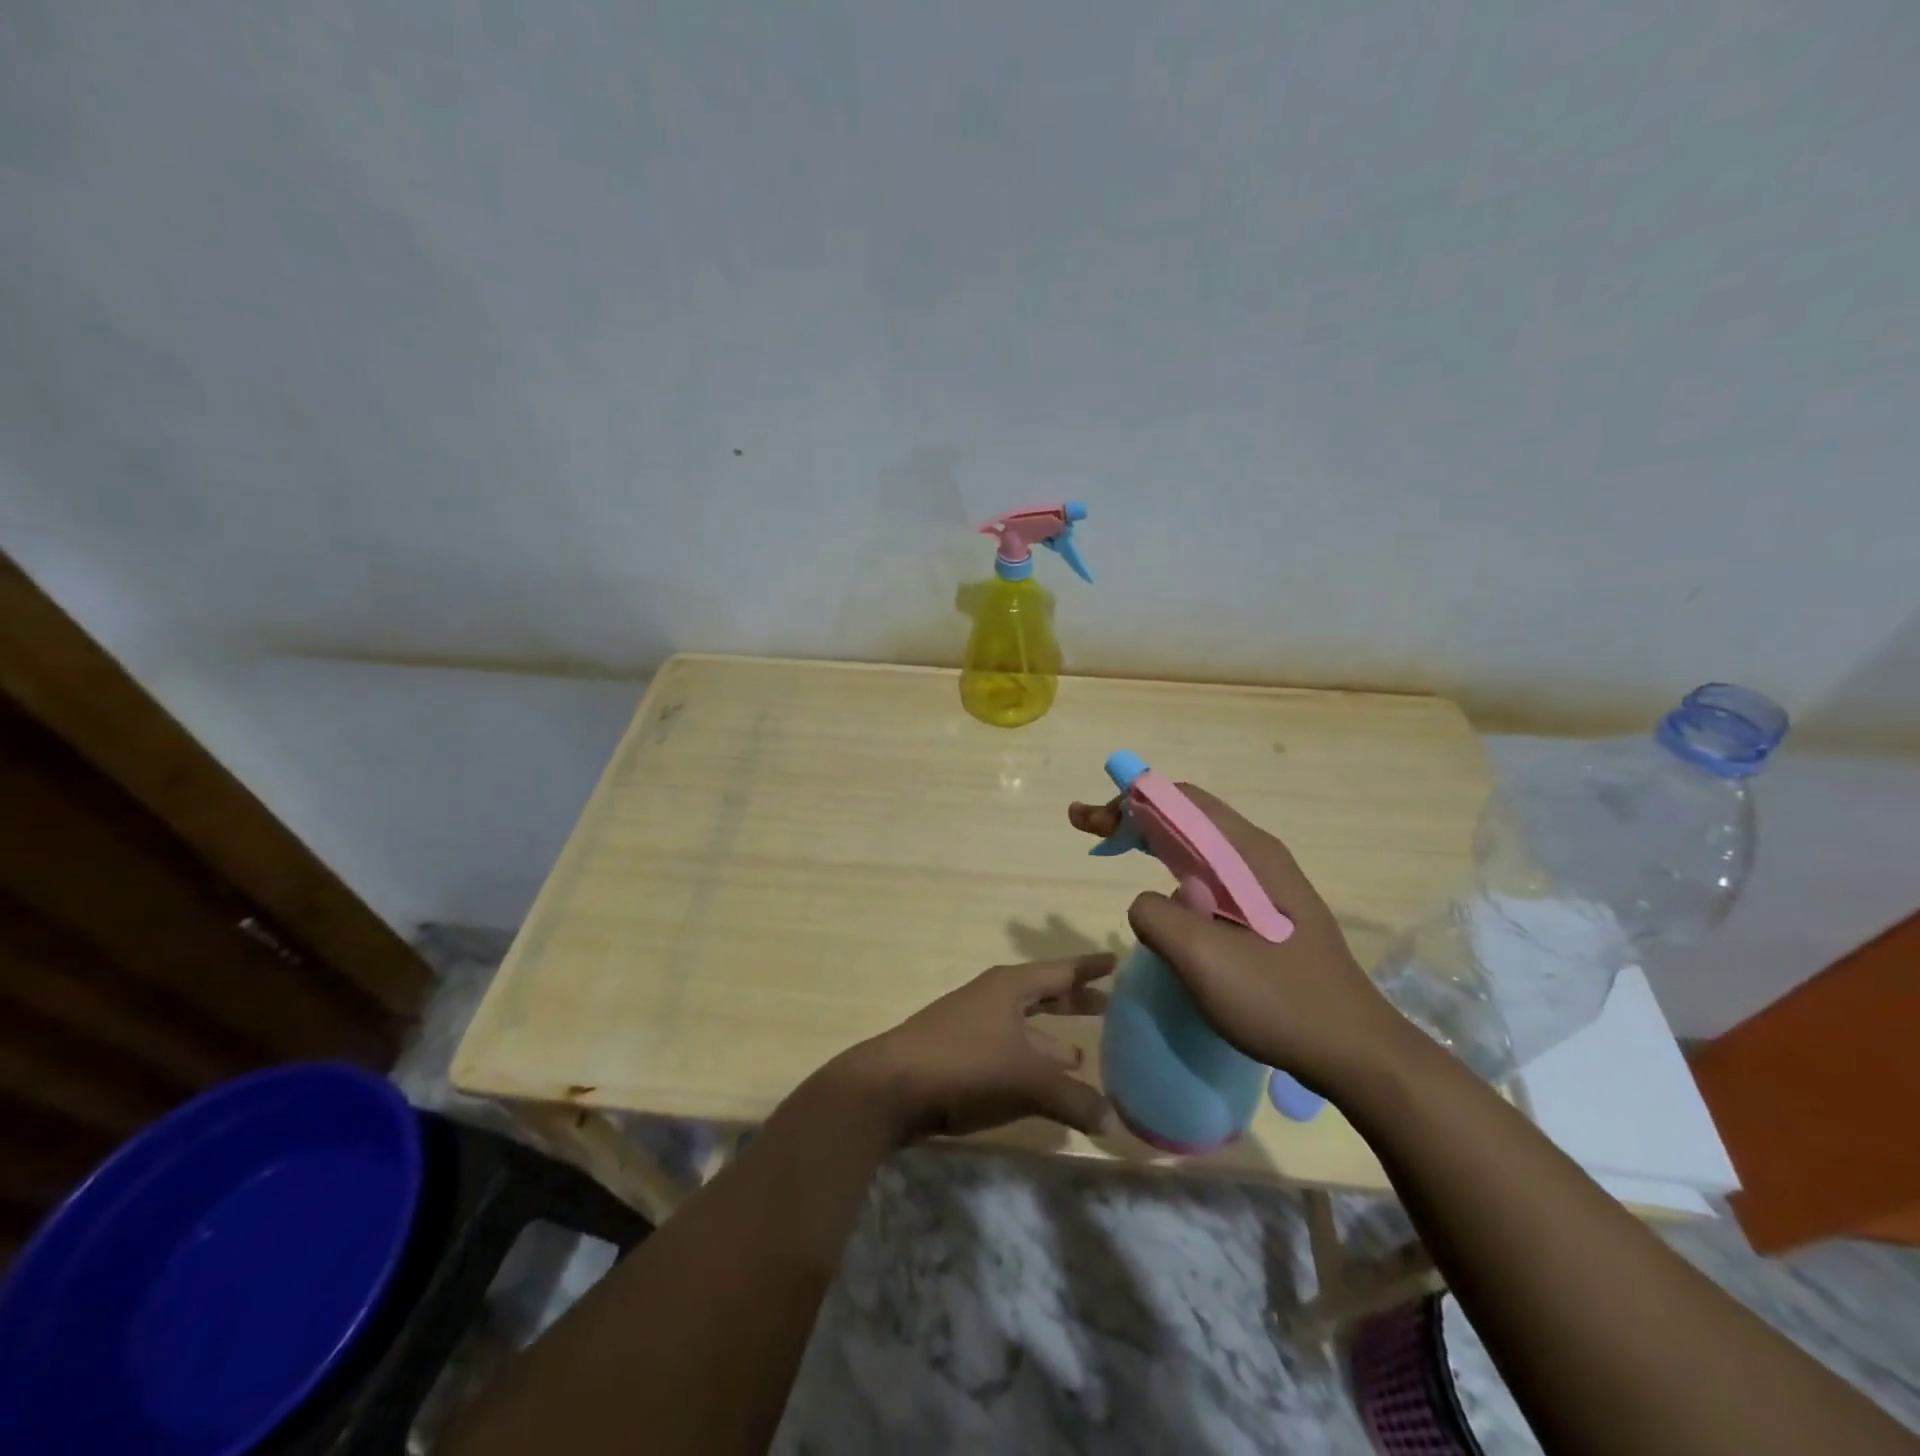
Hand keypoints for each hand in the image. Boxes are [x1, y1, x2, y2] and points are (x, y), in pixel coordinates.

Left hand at [838, 955, 1115, 1142]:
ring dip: (1051, 1038)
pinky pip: (1008, 1049)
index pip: (1061, 970)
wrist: (890, 1087)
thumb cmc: (965, 1066)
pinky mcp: (959, 1052)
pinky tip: (1041, 1086)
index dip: (1090, 967)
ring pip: (1024, 1026)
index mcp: (1011, 987)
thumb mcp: (1027, 1080)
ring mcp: (972, 1023)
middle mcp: (993, 997)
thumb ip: (1073, 1099)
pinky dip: (1030, 1061)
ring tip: (1081, 1056)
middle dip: (1074, 1001)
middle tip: (1110, 1006)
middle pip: (1043, 993)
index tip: (1117, 960)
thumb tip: (1111, 1119)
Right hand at [1069, 786, 1405, 1095]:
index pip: (1180, 801)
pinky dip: (1171, 871)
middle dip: (1133, 816)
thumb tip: (1145, 903)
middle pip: (1186, 817)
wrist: (1355, 1053)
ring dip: (1150, 841)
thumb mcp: (1204, 959)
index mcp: (1247, 854)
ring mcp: (1264, 885)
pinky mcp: (1264, 913)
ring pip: (1196, 846)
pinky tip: (1159, 895)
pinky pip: (1208, 876)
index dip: (1129, 803)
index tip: (1090, 823)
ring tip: (1111, 849)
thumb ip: (1156, 916)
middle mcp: (1257, 857)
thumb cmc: (1280, 1001)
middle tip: (1089, 831)